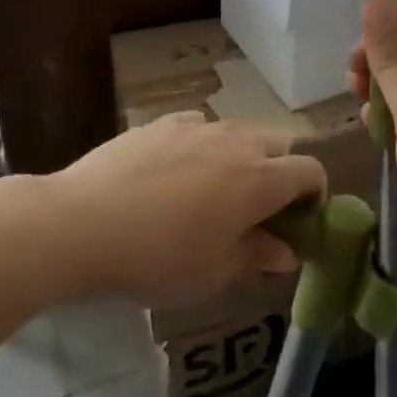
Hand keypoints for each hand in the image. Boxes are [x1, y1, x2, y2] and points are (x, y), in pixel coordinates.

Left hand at [40, 112, 325, 305]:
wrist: (81, 222)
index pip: (311, 170)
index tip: (298, 221)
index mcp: (260, 180)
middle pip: (279, 143)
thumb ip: (257, 256)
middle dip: (280, 170)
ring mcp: (198, 126)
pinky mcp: (162, 122)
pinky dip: (201, 144)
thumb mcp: (214, 273)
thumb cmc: (157, 258)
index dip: (314, 195)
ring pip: (239, 132)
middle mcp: (238, 143)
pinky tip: (175, 171)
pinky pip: (198, 126)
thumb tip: (287, 252)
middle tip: (256, 207)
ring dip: (241, 156)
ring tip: (212, 190)